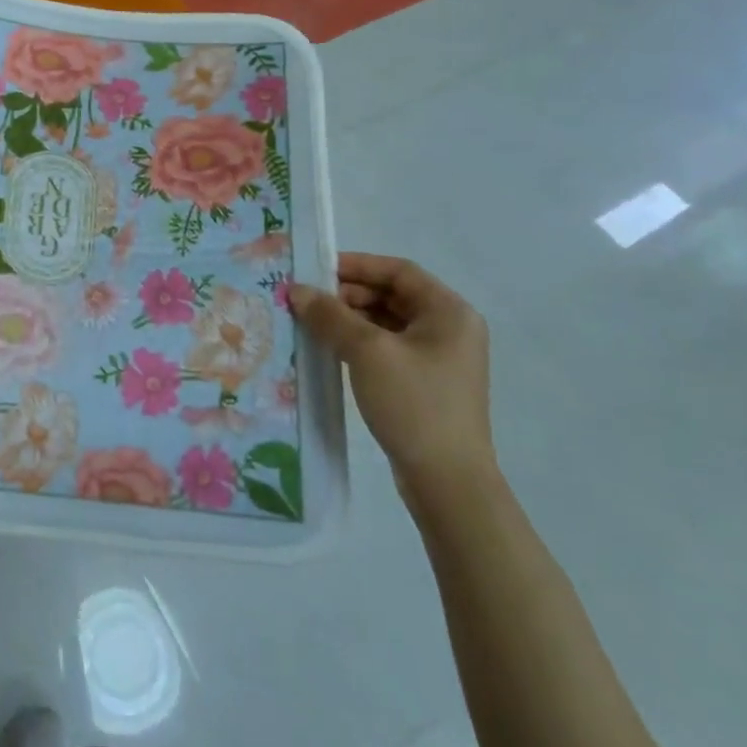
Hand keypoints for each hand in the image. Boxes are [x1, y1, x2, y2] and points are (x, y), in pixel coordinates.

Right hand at [291, 253, 494, 508]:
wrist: (447, 481)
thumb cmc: (413, 403)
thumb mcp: (367, 352)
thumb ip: (330, 315)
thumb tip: (296, 290)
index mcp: (449, 312)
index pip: (399, 271)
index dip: (356, 265)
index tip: (315, 270)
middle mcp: (450, 329)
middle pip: (393, 295)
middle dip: (348, 294)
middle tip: (307, 300)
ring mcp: (439, 359)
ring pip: (387, 323)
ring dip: (350, 319)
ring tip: (311, 323)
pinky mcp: (425, 383)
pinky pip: (388, 348)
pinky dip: (359, 343)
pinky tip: (329, 349)